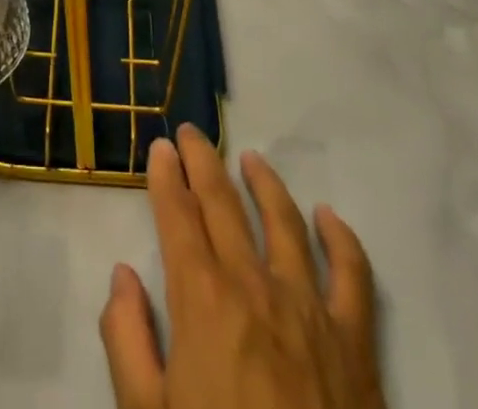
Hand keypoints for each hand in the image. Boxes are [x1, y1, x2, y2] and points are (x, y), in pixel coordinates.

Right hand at [101, 126, 384, 408]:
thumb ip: (126, 341)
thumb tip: (123, 276)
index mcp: (202, 299)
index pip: (178, 215)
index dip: (167, 176)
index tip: (160, 147)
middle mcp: (253, 284)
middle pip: (224, 203)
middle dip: (203, 161)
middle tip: (191, 133)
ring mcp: (309, 308)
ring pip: (284, 221)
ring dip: (264, 182)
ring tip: (251, 158)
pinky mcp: (355, 342)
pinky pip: (352, 275)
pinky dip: (341, 238)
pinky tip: (328, 217)